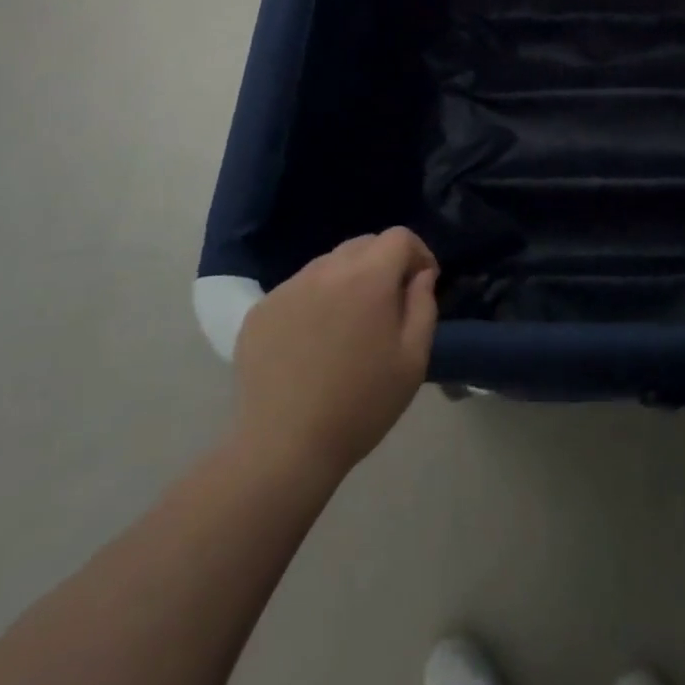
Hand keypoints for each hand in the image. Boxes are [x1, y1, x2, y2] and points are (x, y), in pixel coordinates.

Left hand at [232, 227, 438, 485]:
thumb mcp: (413, 359)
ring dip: (347, 280)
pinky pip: (298, 289)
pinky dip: (314, 300)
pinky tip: (313, 342)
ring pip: (328, 264)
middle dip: (384, 264)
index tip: (421, 284)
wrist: (284, 448)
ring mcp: (288, 288)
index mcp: (367, 277)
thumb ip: (424, 306)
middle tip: (388, 305)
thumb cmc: (361, 405)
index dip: (418, 253)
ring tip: (348, 324)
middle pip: (363, 245)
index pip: (399, 237)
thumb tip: (420, 276)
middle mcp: (325, 270)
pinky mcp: (260, 309)